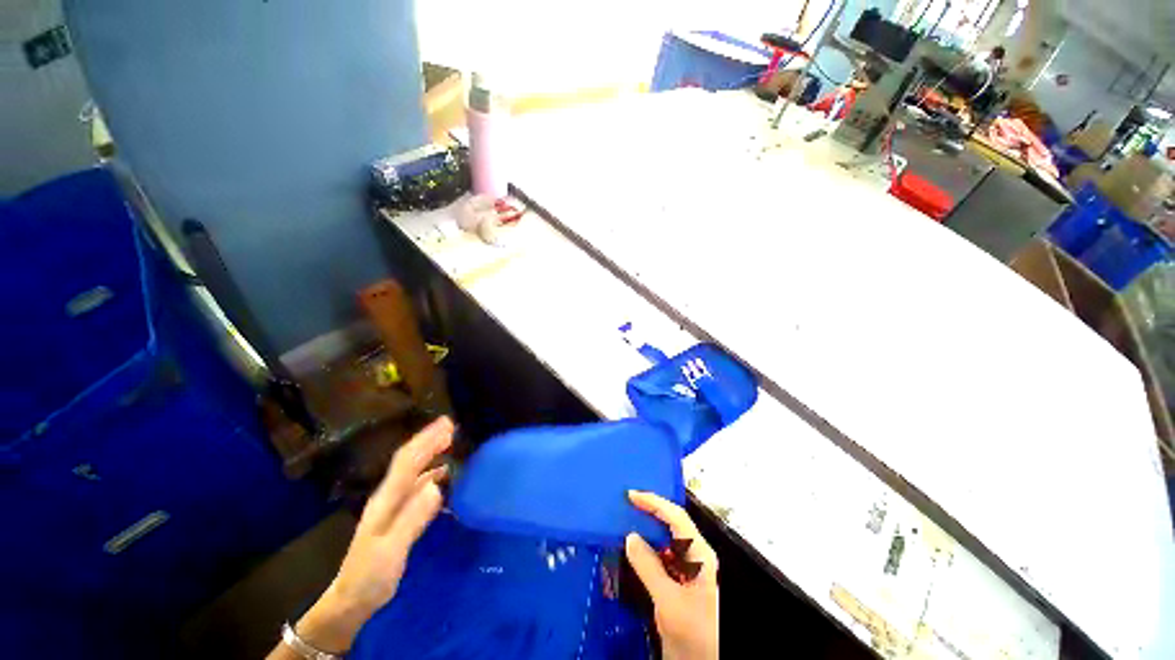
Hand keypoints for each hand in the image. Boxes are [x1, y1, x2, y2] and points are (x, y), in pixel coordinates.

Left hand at [284, 417, 453, 655]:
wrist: (350, 601)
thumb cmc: (370, 576)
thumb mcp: (390, 550)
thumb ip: (412, 518)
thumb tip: (437, 485)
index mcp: (386, 499)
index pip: (407, 462)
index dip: (426, 441)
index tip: (446, 425)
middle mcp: (389, 496)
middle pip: (410, 461)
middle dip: (429, 440)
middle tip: (451, 425)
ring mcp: (393, 506)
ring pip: (414, 471)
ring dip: (431, 453)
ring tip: (450, 441)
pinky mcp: (399, 516)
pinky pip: (418, 485)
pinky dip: (432, 473)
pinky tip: (444, 475)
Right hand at [626, 491, 718, 659]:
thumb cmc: (696, 633)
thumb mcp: (669, 601)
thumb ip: (648, 567)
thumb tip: (630, 537)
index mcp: (700, 554)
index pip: (676, 517)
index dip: (653, 502)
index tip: (630, 496)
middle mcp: (697, 555)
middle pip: (673, 523)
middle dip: (650, 511)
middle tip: (626, 505)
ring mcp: (691, 569)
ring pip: (668, 539)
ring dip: (648, 529)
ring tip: (627, 521)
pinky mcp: (683, 582)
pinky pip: (664, 556)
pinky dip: (649, 548)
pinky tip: (635, 550)